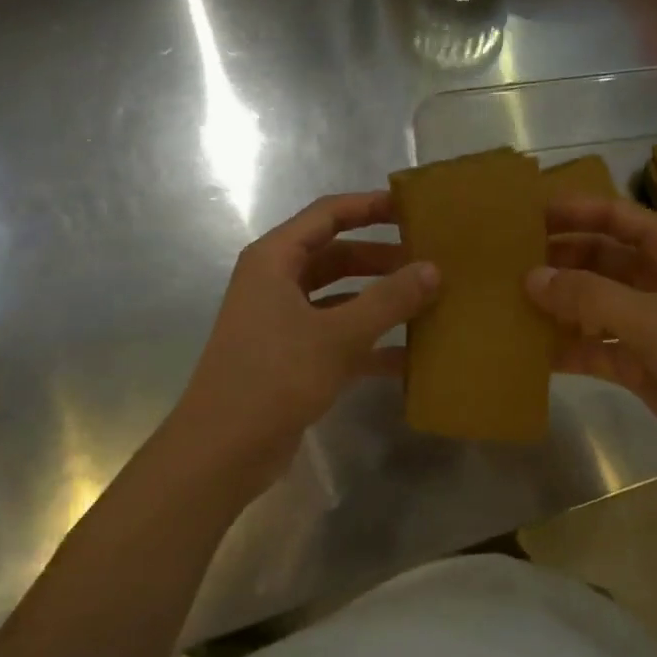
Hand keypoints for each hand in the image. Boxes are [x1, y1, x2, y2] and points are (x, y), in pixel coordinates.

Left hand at [172, 192, 437, 499]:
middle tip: (431, 259)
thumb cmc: (274, 377)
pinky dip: (370, 342)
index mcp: (275, 260)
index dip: (370, 206)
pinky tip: (411, 356)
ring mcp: (284, 321)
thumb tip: (433, 269)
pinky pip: (339, 336)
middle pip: (337, 255)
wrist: (223, 450)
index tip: (414, 208)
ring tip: (430, 301)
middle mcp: (276, 282)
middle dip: (382, 257)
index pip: (328, 214)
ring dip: (380, 300)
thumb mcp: (337, 335)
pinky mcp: (293, 357)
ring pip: (341, 297)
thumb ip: (388, 300)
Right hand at [526, 195, 656, 482]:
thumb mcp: (650, 318)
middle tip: (505, 263)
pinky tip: (528, 352)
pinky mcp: (638, 363)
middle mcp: (655, 281)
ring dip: (556, 303)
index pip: (615, 216)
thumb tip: (530, 278)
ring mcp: (646, 324)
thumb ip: (588, 296)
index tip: (527, 214)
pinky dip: (565, 347)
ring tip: (506, 303)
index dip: (574, 210)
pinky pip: (592, 347)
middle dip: (557, 258)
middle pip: (597, 258)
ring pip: (590, 303)